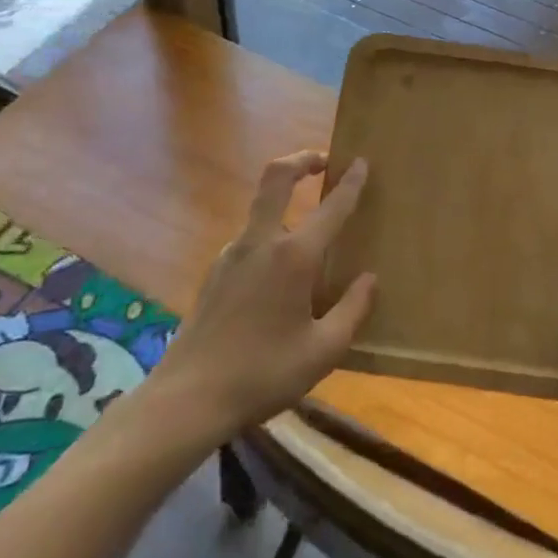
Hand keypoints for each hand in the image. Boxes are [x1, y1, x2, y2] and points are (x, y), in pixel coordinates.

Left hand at [147, 152, 375, 439]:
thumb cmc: (263, 374)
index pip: (331, 207)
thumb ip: (353, 310)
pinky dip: (270, 238)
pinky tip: (278, 277)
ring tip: (310, 237)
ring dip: (286, 204)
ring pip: (262, 210)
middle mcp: (261, 242)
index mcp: (293, 257)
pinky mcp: (215, 271)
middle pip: (276, 177)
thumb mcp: (322, 351)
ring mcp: (232, 253)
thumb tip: (370, 279)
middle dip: (302, 159)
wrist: (187, 398)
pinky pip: (249, 240)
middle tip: (323, 159)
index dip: (350, 182)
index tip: (362, 162)